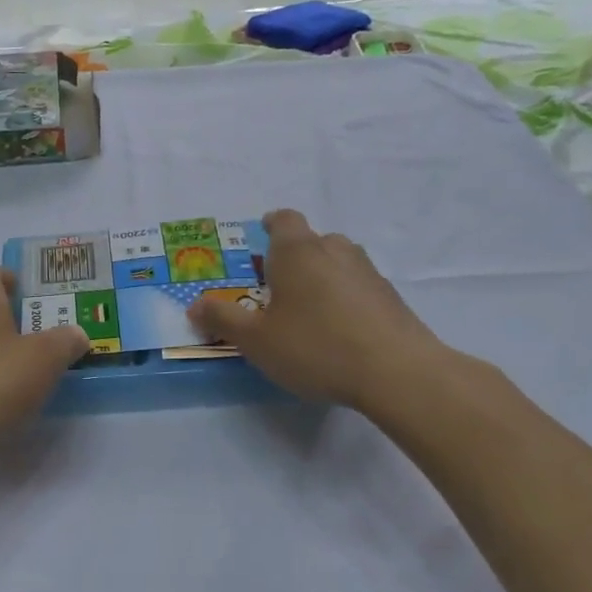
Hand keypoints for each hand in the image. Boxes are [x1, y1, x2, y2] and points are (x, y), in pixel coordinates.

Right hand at [187, 209, 446, 407]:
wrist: (396, 371)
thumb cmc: (314, 346)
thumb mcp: (256, 340)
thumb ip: (223, 319)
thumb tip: (195, 305)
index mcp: (297, 251)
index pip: (284, 219)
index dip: (271, 225)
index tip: (261, 236)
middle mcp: (334, 250)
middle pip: (311, 241)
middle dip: (293, 258)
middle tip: (275, 288)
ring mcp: (367, 272)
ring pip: (337, 263)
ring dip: (320, 277)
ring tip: (307, 311)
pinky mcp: (390, 297)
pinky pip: (357, 287)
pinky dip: (344, 299)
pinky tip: (338, 331)